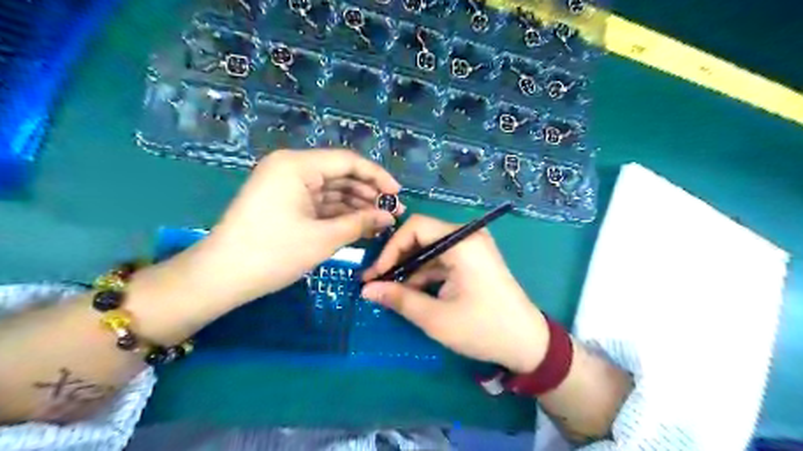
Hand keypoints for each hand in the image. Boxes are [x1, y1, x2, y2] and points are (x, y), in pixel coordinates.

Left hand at [192, 149, 404, 304]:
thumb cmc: (273, 253)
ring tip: (380, 222)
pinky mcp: (284, 202)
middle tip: (392, 213)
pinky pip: (319, 203)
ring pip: (331, 190)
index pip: (348, 162)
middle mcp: (291, 168)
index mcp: (297, 165)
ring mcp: (286, 185)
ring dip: (355, 205)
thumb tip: (389, 217)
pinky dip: (338, 213)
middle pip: (340, 175)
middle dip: (368, 194)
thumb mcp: (323, 238)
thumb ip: (361, 223)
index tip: (398, 195)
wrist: (222, 277)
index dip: (377, 177)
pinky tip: (359, 225)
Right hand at [361, 215, 549, 372]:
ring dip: (410, 269)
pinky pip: (442, 260)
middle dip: (398, 259)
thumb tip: (367, 289)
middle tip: (377, 282)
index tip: (375, 275)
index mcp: (462, 242)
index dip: (390, 249)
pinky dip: (425, 274)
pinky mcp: (473, 260)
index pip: (416, 227)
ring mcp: (472, 248)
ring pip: (430, 250)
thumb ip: (399, 299)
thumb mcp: (436, 318)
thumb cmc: (483, 329)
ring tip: (390, 291)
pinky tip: (412, 292)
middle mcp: (467, 237)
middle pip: (422, 236)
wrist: (528, 343)